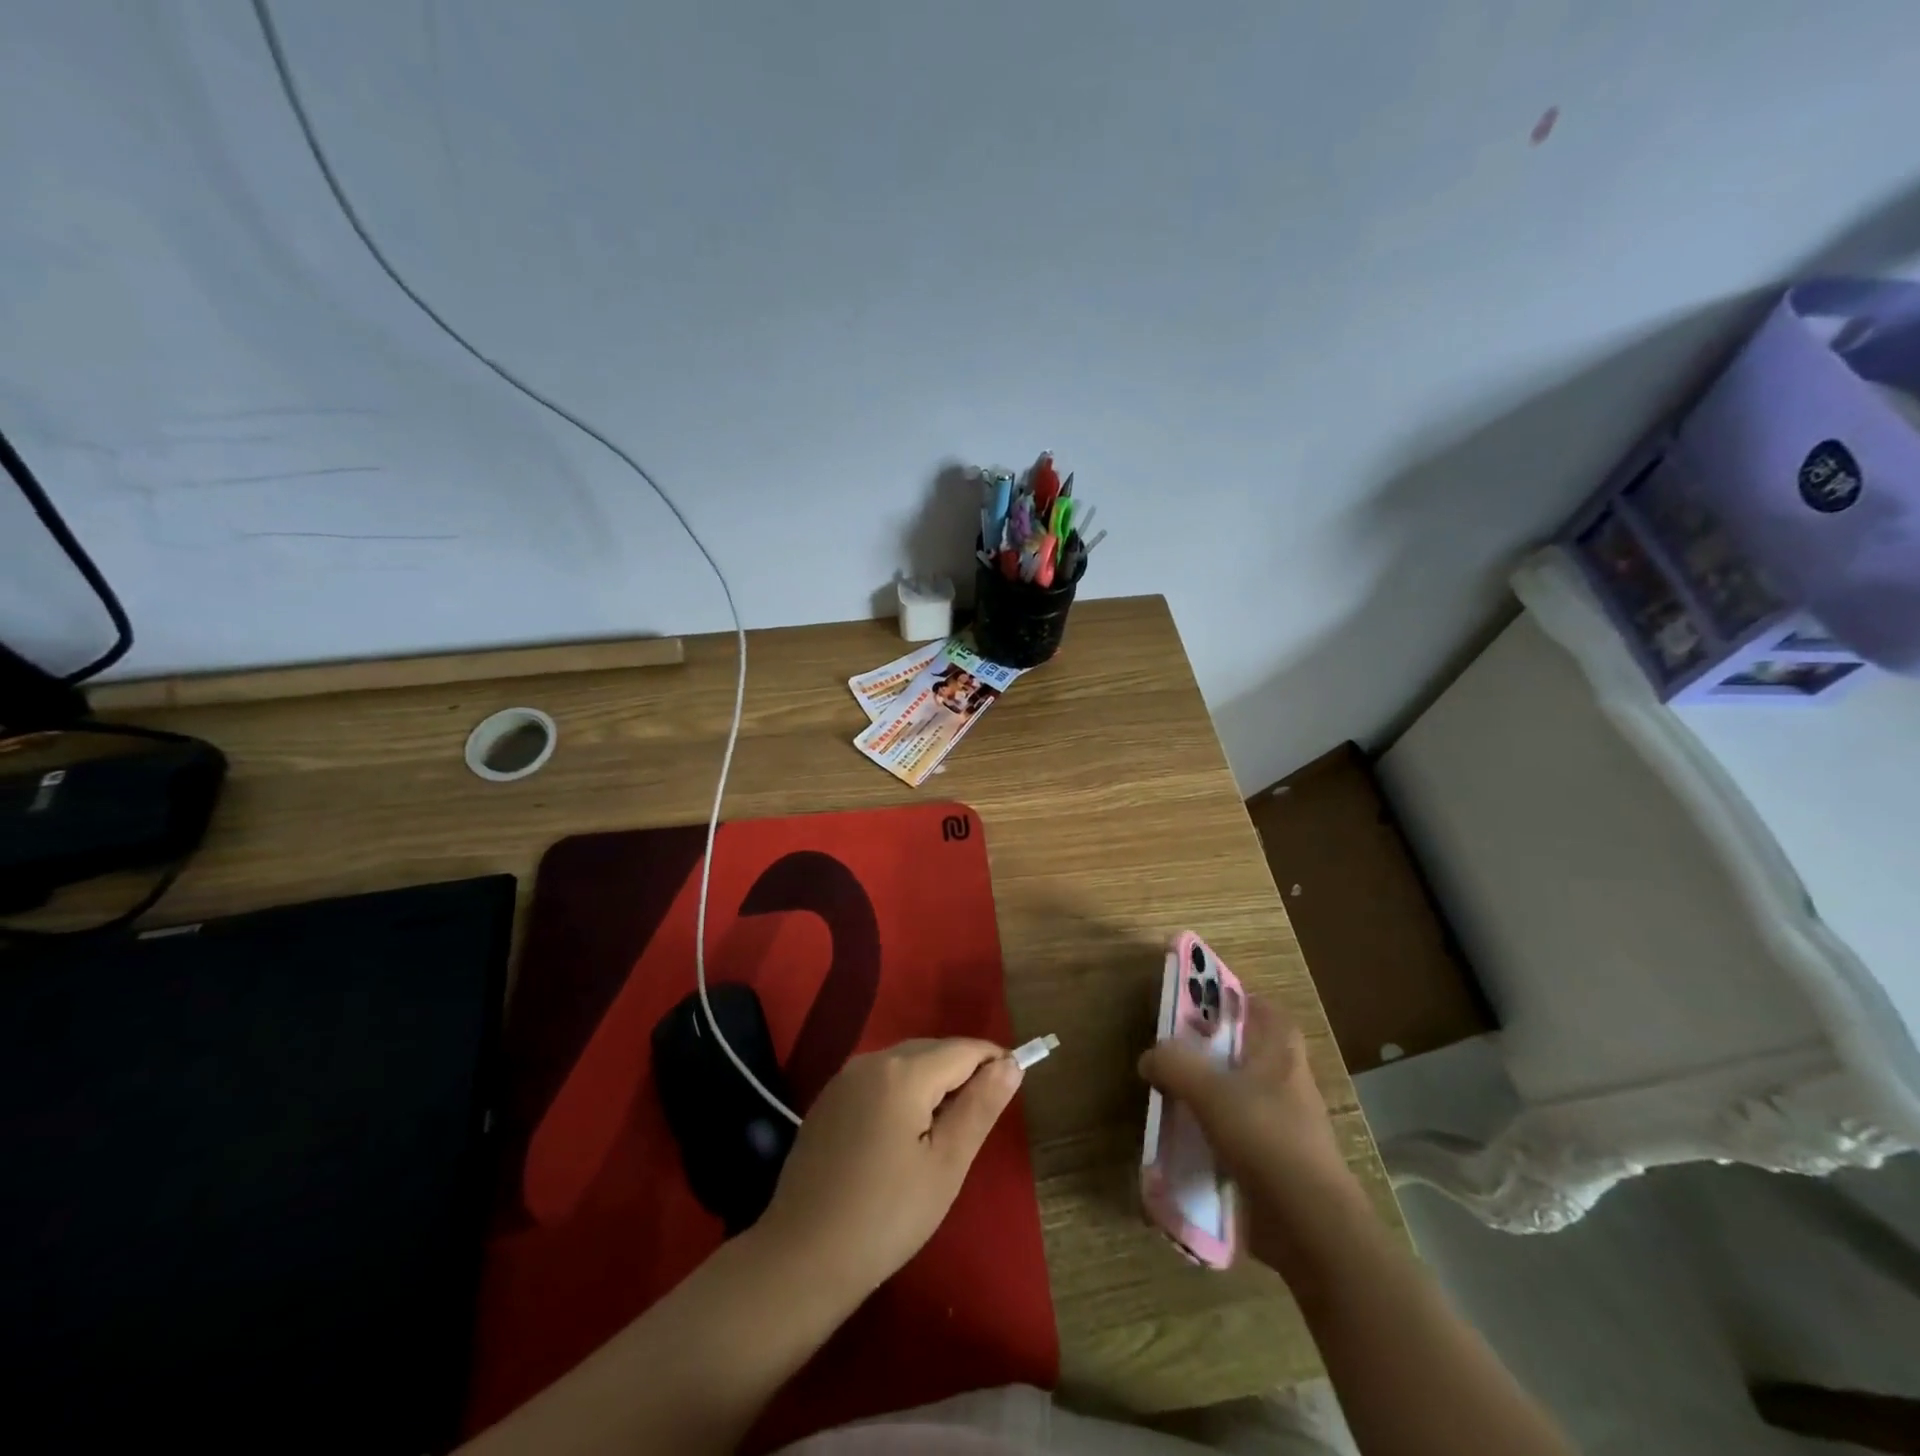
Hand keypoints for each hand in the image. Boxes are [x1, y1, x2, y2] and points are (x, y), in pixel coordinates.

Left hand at [760, 1039, 1022, 1302]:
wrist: (802, 1258)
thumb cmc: (886, 1217)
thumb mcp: (946, 1166)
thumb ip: (980, 1107)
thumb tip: (1010, 1064)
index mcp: (903, 1073)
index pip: (963, 1049)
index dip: (994, 1061)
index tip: (1015, 1084)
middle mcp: (871, 1060)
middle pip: (932, 1050)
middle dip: (963, 1070)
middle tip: (982, 1116)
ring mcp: (844, 1078)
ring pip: (904, 1062)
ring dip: (933, 1080)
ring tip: (948, 1127)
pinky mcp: (828, 1099)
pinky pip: (879, 1079)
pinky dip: (903, 1091)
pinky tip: (905, 1133)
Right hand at [1138, 996, 1368, 1281]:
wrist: (1309, 1225)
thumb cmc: (1265, 1138)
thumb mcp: (1209, 1092)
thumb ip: (1175, 1065)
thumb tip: (1149, 1058)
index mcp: (1282, 1056)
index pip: (1268, 1013)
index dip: (1240, 1003)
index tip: (1205, 1006)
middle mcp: (1289, 1086)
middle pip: (1252, 1055)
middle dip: (1216, 1052)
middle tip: (1177, 1052)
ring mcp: (1287, 1128)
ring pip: (1244, 1098)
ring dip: (1213, 1097)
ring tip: (1173, 1098)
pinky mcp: (1279, 1166)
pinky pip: (1241, 1140)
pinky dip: (1216, 1138)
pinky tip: (1186, 1145)